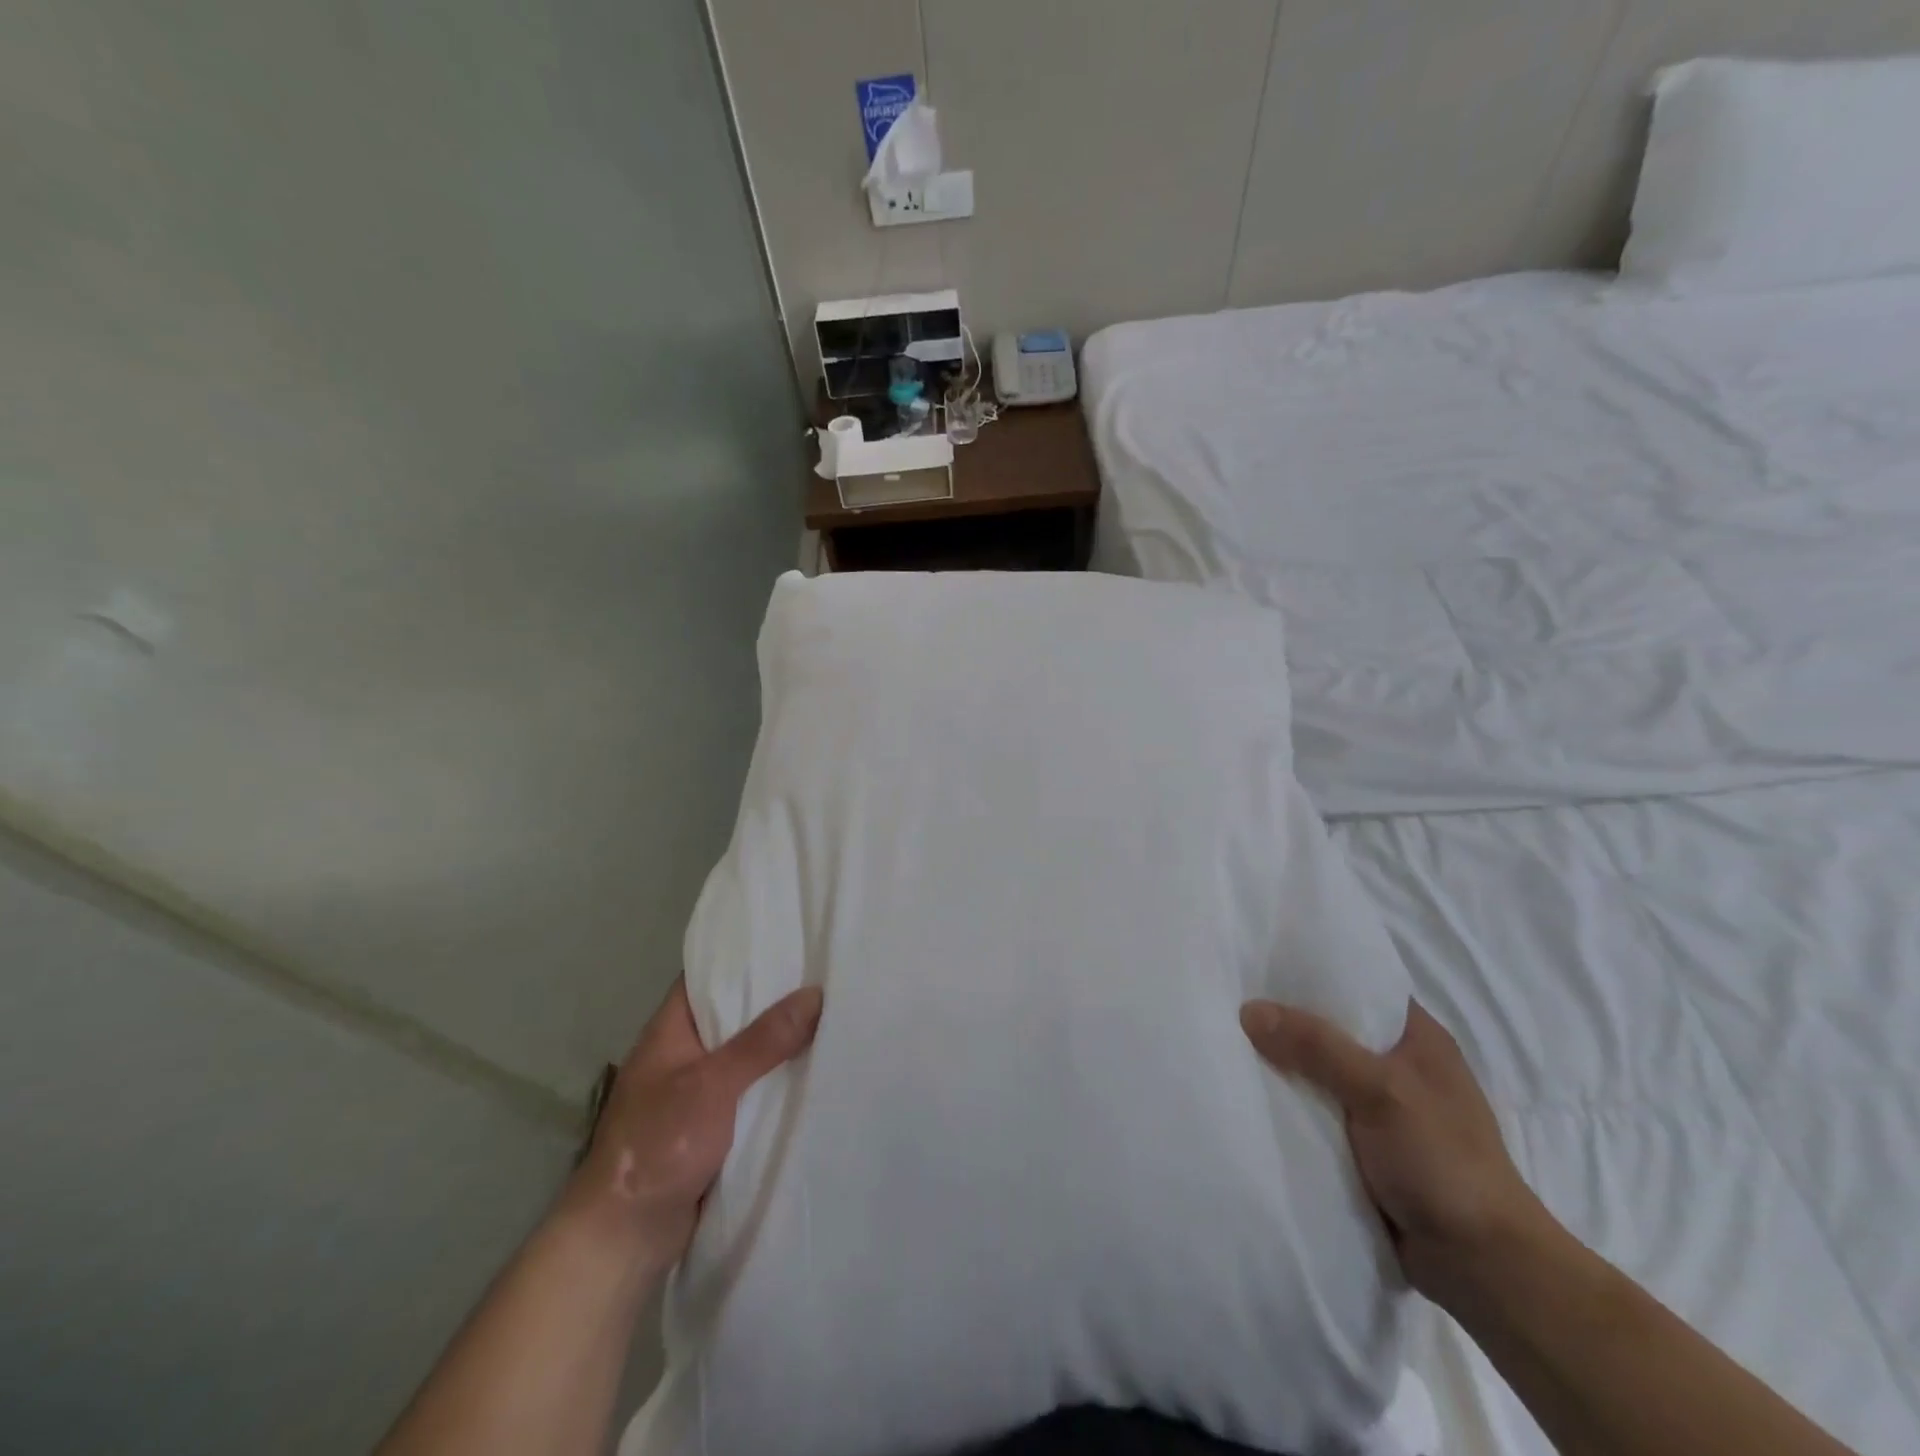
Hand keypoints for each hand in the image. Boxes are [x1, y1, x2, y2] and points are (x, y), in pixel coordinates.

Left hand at [564, 978, 823, 1277]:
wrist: (624, 1239)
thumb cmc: (659, 1145)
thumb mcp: (712, 1085)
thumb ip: (762, 1042)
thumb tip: (815, 994)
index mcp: (671, 1031)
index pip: (708, 975)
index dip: (745, 955)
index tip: (790, 940)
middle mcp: (684, 1054)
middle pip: (734, 1014)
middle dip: (775, 999)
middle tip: (826, 975)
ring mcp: (698, 1091)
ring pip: (747, 1054)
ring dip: (780, 1043)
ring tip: (832, 1015)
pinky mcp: (713, 1126)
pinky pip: (751, 1091)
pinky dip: (777, 1081)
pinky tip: (814, 1071)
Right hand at [1240, 998, 1547, 1306]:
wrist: (1482, 1268)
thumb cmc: (1443, 1162)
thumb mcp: (1380, 1091)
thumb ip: (1316, 1046)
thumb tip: (1248, 1009)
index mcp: (1417, 1036)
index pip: (1357, 984)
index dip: (1310, 970)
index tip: (1258, 958)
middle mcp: (1397, 1064)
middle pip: (1330, 1027)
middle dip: (1285, 1018)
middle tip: (1228, 998)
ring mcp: (1381, 1107)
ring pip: (1318, 1070)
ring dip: (1283, 1064)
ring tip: (1225, 1040)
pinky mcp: (1364, 1145)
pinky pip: (1316, 1109)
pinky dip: (1289, 1103)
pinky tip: (1251, 1092)